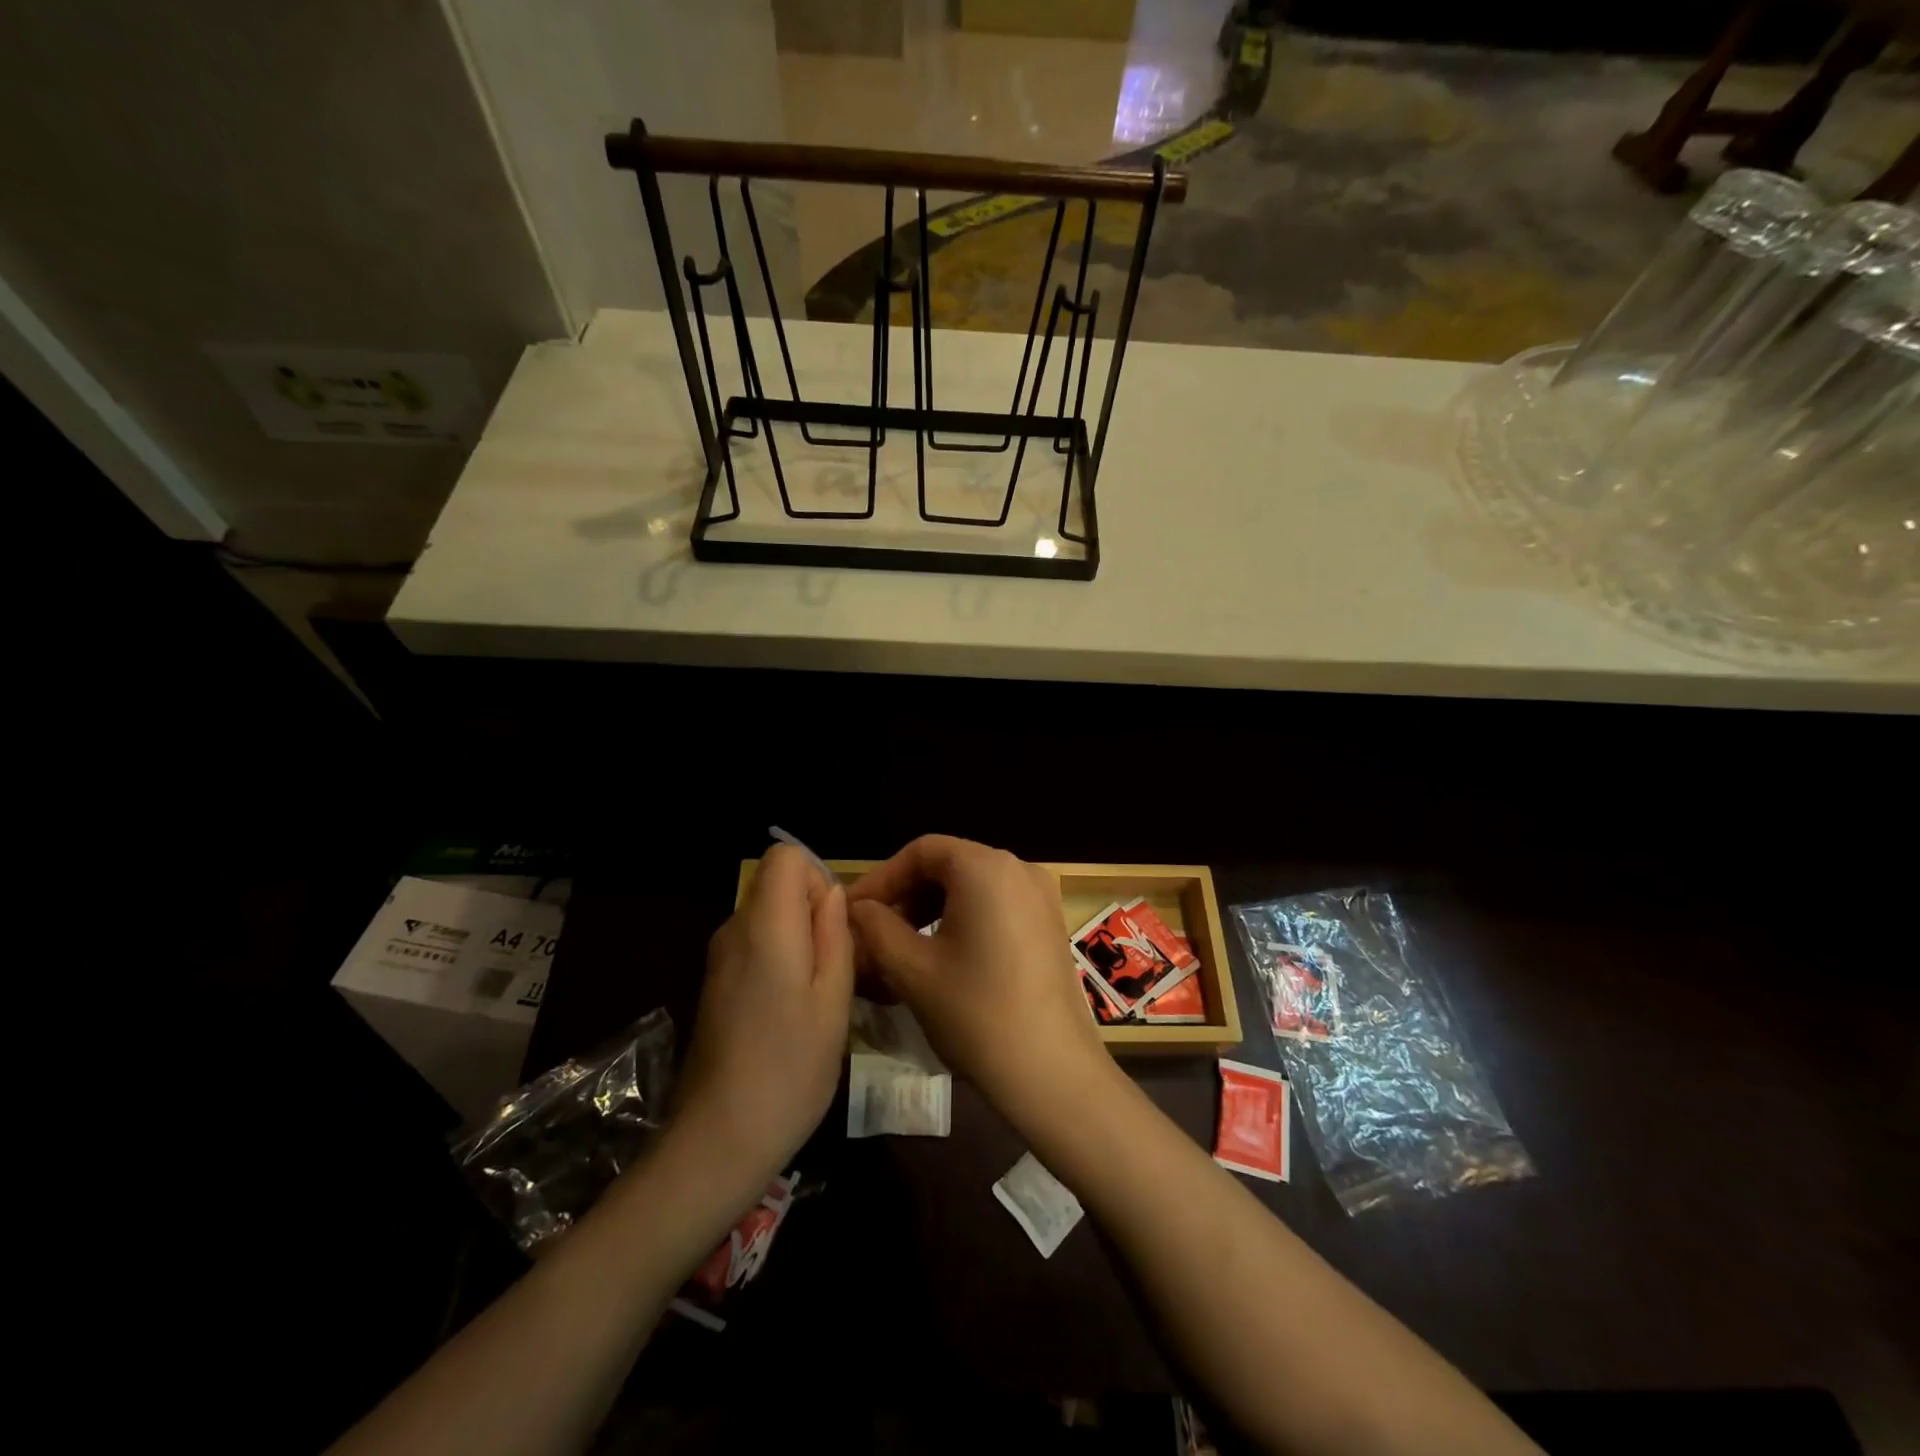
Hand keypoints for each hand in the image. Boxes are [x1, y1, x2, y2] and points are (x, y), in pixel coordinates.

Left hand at [672, 843, 852, 1194]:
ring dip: (799, 937)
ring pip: (768, 915)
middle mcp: (734, 930)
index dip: (816, 877)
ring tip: (821, 993)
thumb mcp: (834, 1001)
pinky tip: (793, 1010)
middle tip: (837, 966)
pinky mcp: (715, 983)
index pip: (784, 856)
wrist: (718, 1139)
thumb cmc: (790, 1069)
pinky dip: (781, 958)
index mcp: (766, 926)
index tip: (835, 926)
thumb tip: (832, 893)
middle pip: (776, 884)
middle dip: (812, 910)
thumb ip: (835, 935)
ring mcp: (719, 958)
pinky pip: (755, 944)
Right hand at [847, 835, 1108, 1120]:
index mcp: (986, 867)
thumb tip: (857, 909)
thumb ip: (876, 928)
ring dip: (931, 911)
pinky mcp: (1050, 925)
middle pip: (948, 865)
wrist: (1053, 1075)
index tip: (852, 913)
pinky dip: (962, 921)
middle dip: (906, 896)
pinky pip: (996, 906)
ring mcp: (1041, 896)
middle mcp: (1020, 868)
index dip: (882, 878)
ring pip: (972, 887)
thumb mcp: (913, 970)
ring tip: (900, 949)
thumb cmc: (976, 1015)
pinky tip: (941, 958)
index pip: (922, 851)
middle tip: (872, 934)